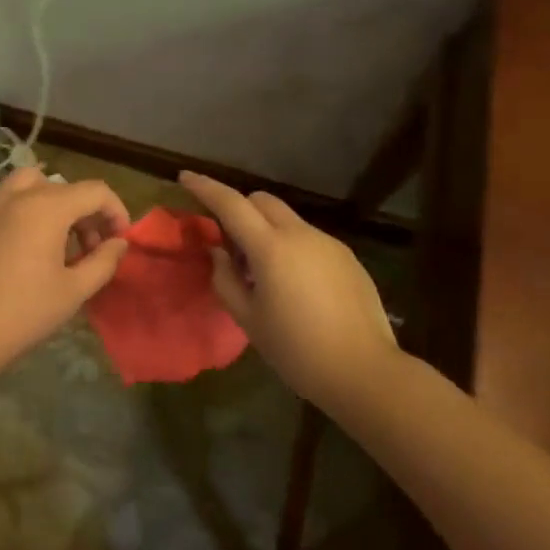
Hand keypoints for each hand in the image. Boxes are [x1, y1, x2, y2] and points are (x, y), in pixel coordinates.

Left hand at [0, 167, 130, 356]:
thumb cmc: (25, 311)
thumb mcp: (75, 289)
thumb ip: (104, 260)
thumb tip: (118, 243)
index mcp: (48, 206)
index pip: (95, 192)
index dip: (116, 211)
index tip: (120, 240)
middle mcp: (19, 194)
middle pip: (66, 188)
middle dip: (87, 214)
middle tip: (93, 250)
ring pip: (34, 184)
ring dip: (56, 202)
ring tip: (60, 239)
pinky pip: (8, 195)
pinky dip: (26, 205)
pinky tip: (28, 238)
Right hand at [179, 171, 399, 404]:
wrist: (364, 372)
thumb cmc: (296, 350)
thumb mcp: (248, 319)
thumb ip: (225, 279)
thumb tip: (219, 253)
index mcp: (271, 248)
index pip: (231, 203)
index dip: (205, 187)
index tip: (185, 177)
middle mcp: (301, 234)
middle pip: (262, 201)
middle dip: (239, 209)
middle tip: (230, 244)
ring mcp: (328, 243)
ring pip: (287, 220)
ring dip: (266, 230)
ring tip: (264, 274)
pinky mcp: (347, 258)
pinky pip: (309, 239)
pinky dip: (292, 247)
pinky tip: (296, 286)